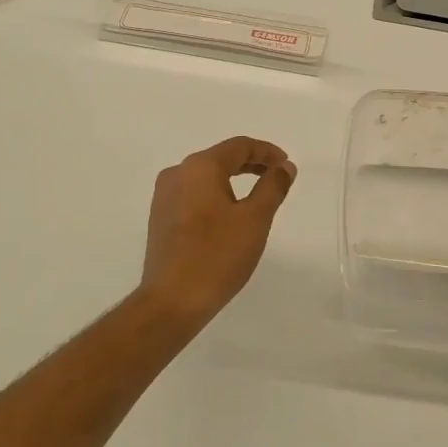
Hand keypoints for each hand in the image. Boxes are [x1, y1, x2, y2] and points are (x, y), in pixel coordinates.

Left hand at [139, 136, 296, 324]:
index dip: (267, 152)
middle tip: (277, 176)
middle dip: (251, 164)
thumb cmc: (218, 255)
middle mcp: (177, 174)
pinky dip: (216, 195)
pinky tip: (229, 215)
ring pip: (205, 177)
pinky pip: (193, 194)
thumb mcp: (255, 219)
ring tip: (257, 195)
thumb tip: (285, 167)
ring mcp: (164, 196)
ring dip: (233, 180)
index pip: (239, 146)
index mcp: (200, 167)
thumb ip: (273, 187)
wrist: (172, 300)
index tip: (286, 165)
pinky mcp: (160, 218)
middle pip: (221, 158)